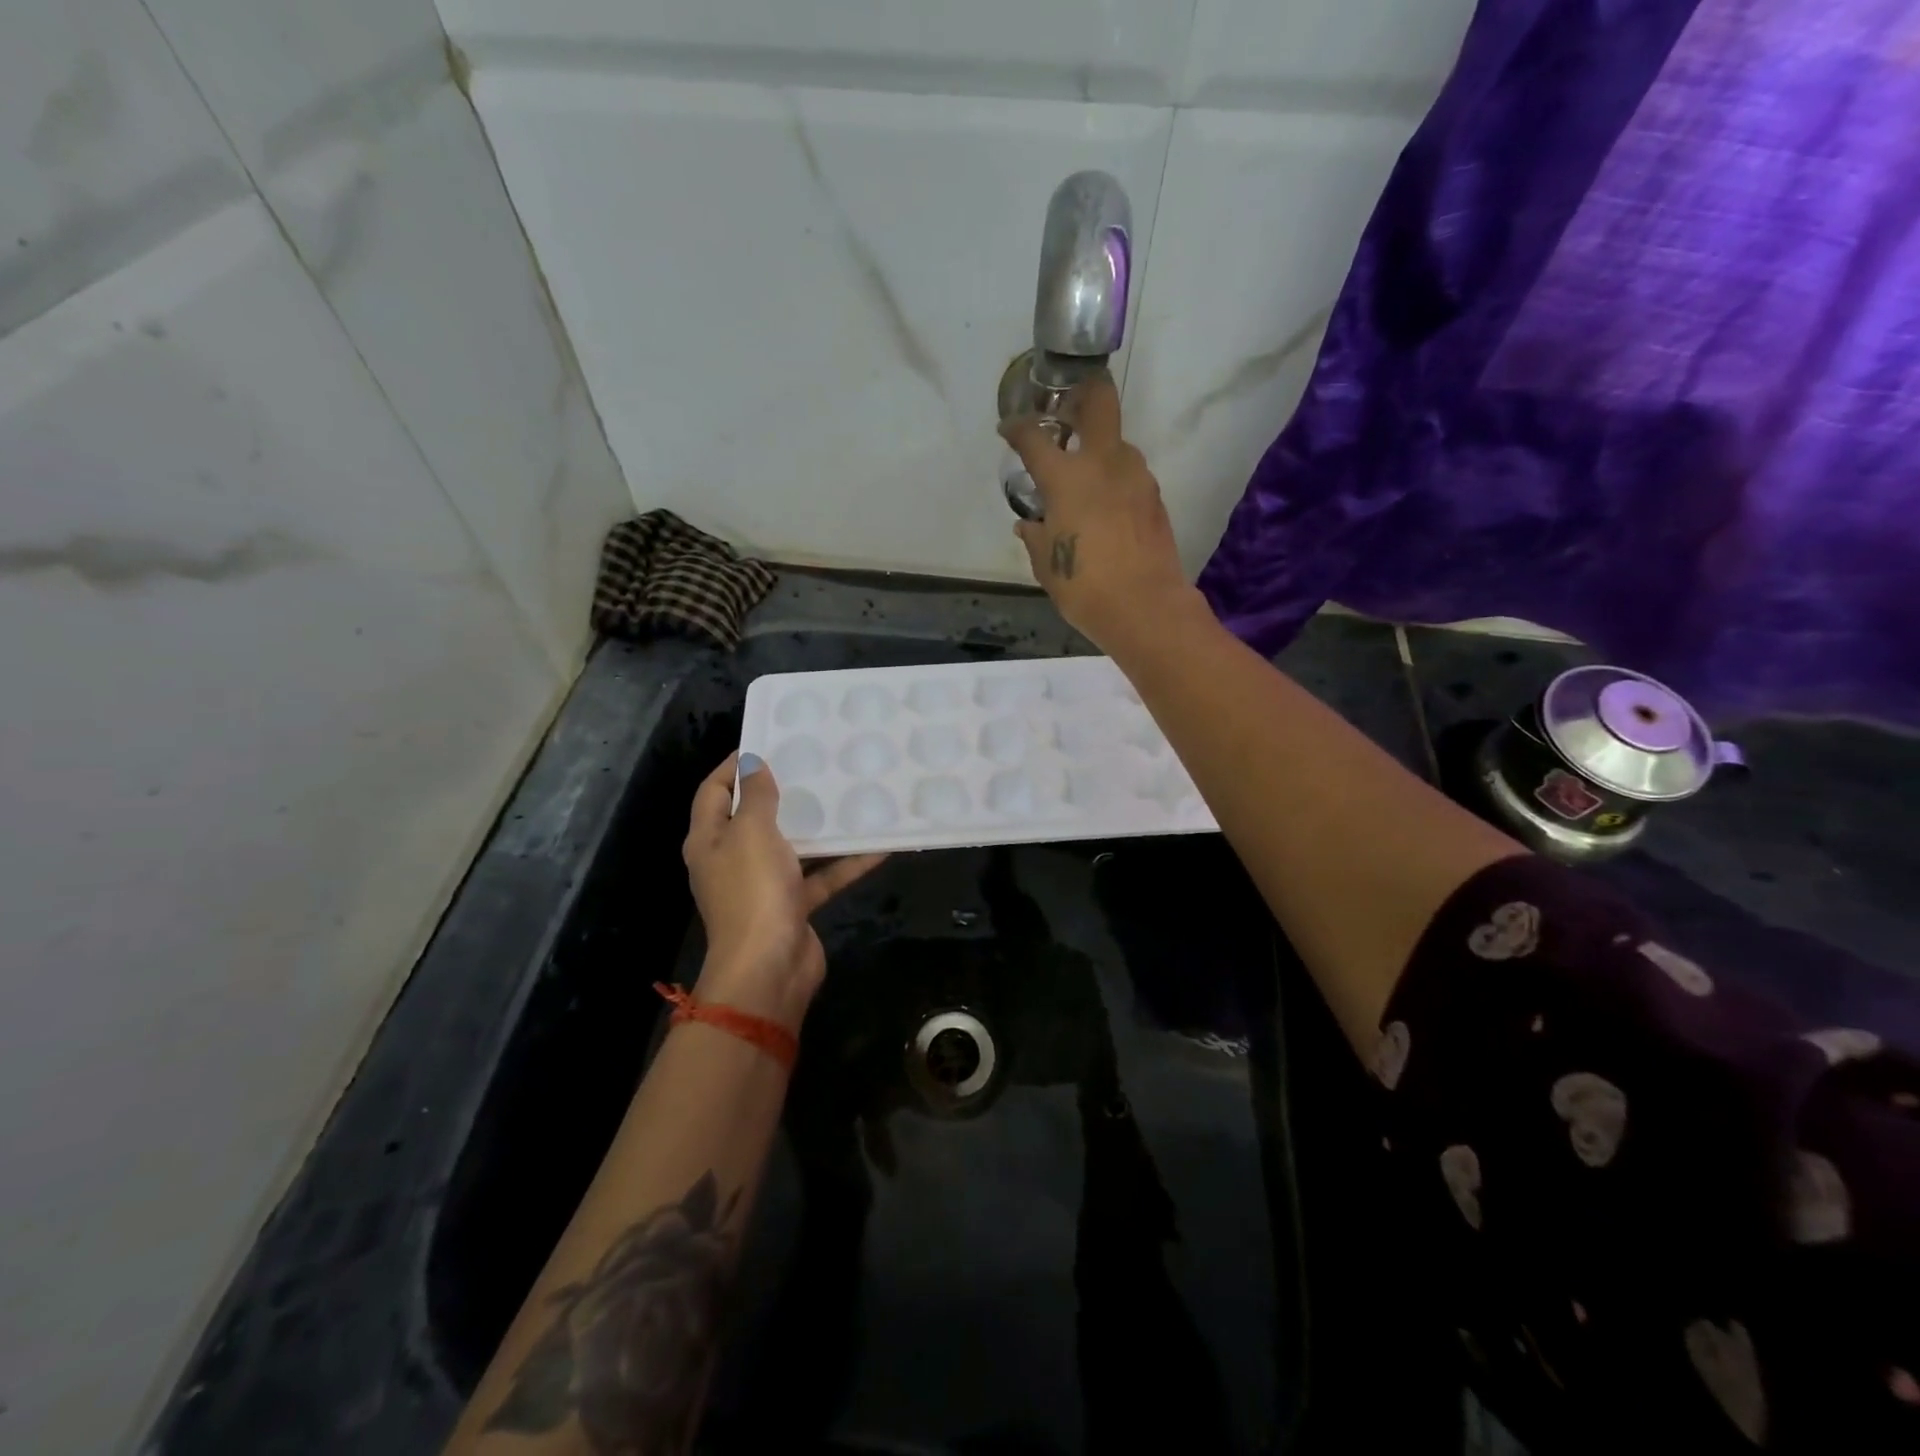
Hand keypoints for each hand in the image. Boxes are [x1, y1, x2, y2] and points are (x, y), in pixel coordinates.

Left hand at [682, 752, 884, 1030]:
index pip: (714, 791)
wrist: (769, 969)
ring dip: (819, 827)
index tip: (766, 742)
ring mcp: (763, 885)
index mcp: (710, 840)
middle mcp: (732, 860)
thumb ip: (756, 796)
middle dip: (783, 792)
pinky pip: (821, 876)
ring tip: (847, 796)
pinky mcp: (793, 905)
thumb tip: (752, 763)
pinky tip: (878, 845)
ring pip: (793, 846)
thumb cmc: (752, 891)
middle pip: (754, 817)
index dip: (734, 765)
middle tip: (814, 765)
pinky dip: (845, 863)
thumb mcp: (752, 832)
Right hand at [1001, 375, 1198, 648]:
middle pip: (1099, 401)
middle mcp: (1104, 463)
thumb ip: (1035, 537)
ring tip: (1082, 475)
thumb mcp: (1046, 565)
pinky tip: (1103, 506)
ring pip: (1117, 442)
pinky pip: (1129, 474)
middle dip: (1081, 394)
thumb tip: (1029, 524)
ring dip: (1098, 448)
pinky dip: (1113, 479)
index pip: (1033, 437)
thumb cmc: (1084, 586)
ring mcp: (1136, 476)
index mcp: (1066, 478)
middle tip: (1065, 409)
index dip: (1016, 428)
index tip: (1008, 429)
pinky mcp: (1154, 496)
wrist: (1145, 606)